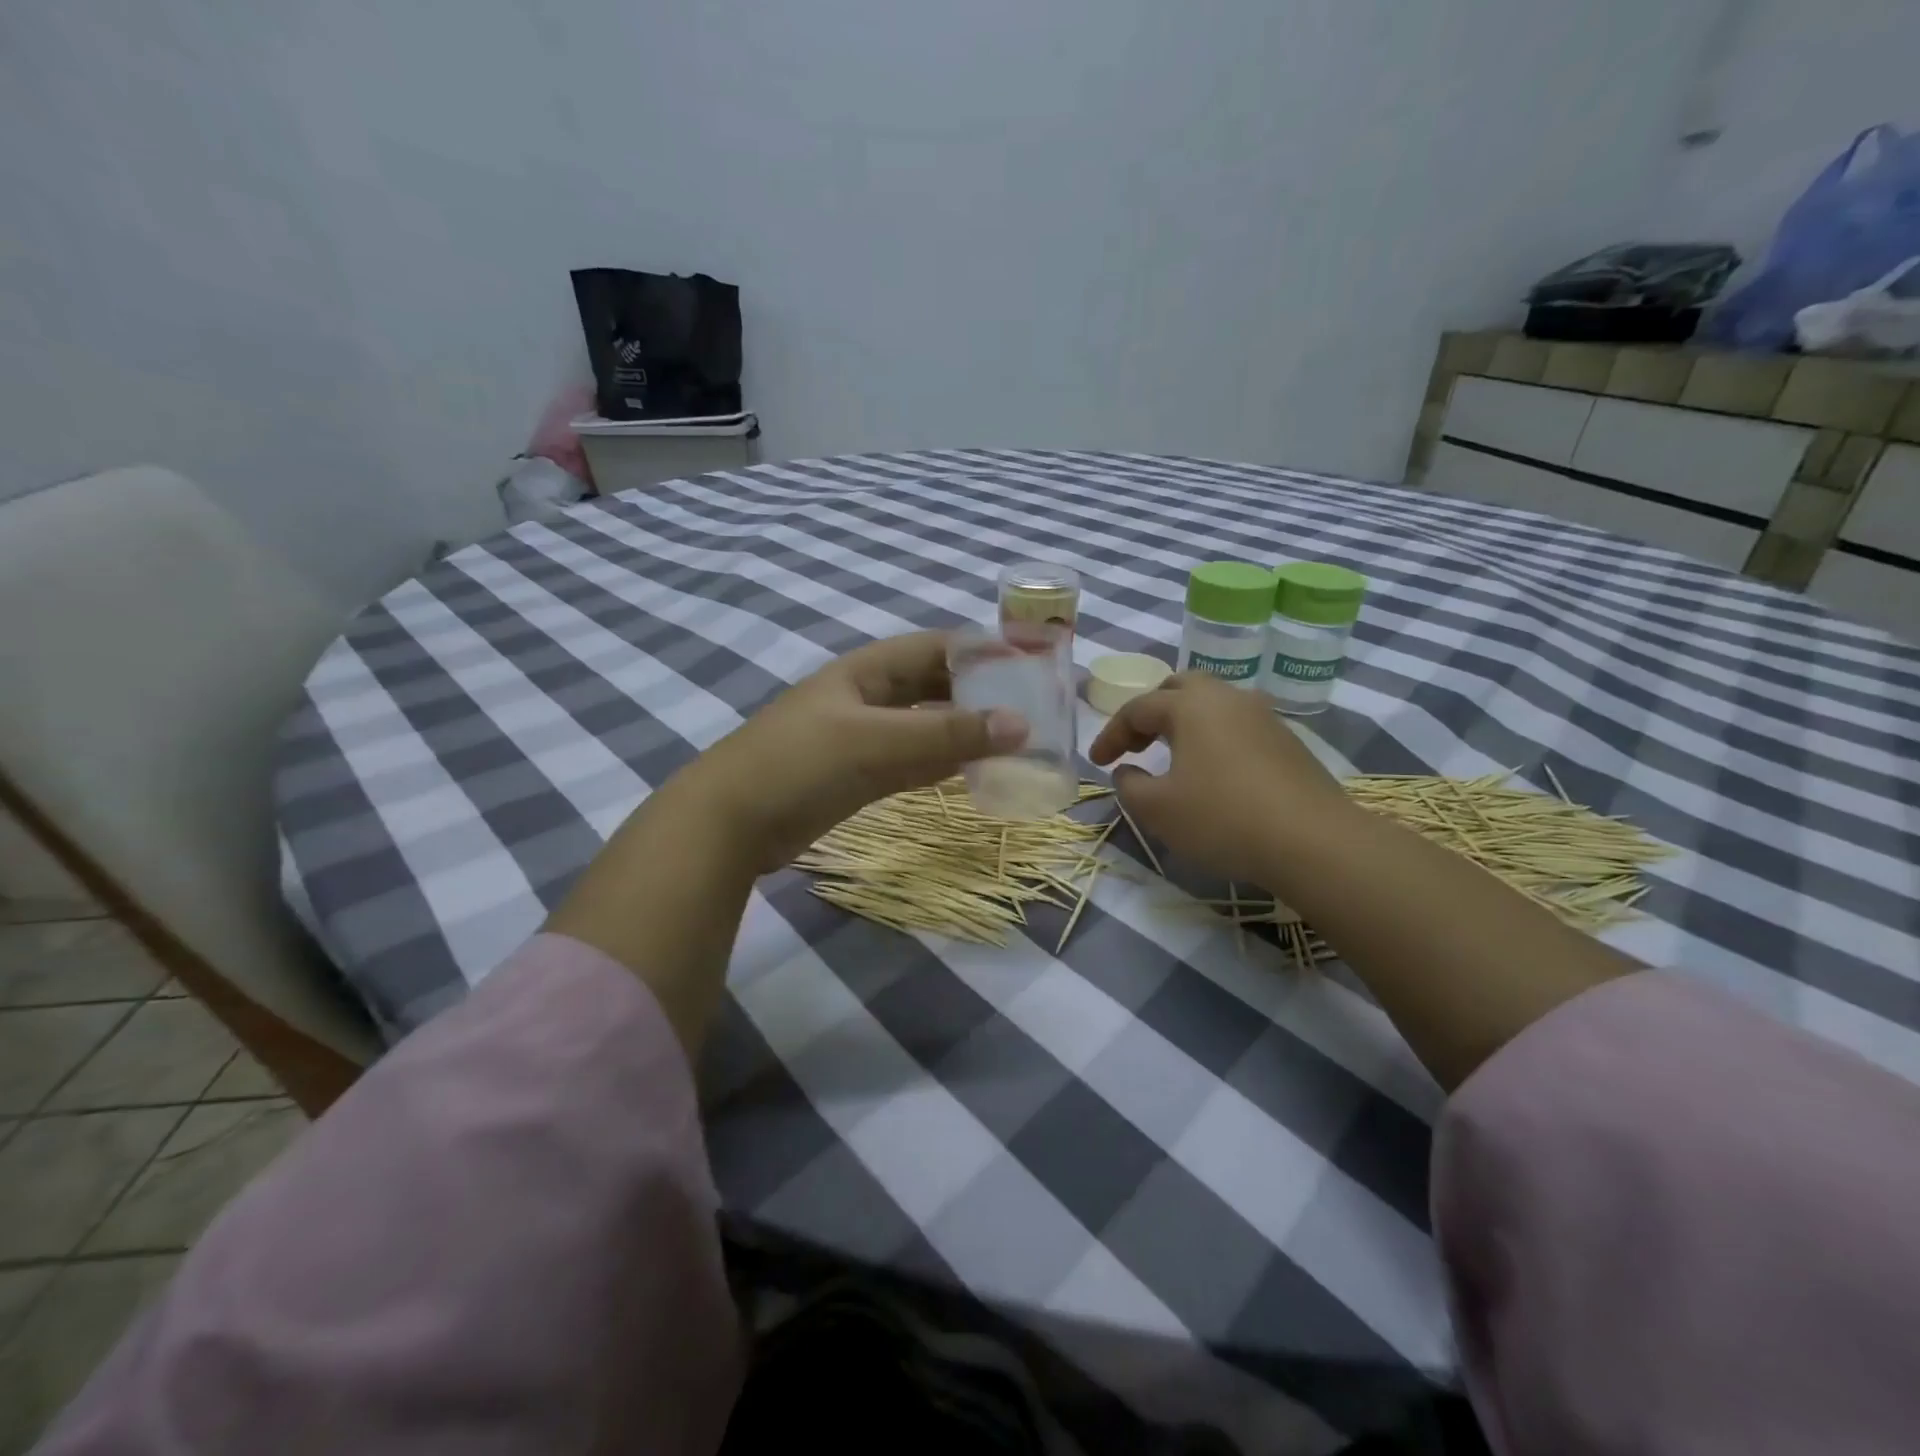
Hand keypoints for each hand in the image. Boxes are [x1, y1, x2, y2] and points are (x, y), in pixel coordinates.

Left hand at [675, 631, 1027, 871]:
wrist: (730, 823)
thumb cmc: (800, 763)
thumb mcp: (876, 741)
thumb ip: (947, 735)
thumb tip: (1022, 725)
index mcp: (867, 671)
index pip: (936, 648)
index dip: (982, 651)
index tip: (1029, 665)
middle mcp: (867, 698)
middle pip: (934, 686)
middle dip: (979, 694)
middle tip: (1031, 709)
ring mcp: (863, 739)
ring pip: (926, 728)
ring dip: (965, 733)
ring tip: (1016, 742)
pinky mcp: (859, 777)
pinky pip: (912, 763)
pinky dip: (942, 765)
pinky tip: (975, 771)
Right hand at [1088, 674, 1352, 885]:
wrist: (1312, 841)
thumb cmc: (1221, 818)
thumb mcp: (1157, 809)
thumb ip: (1130, 785)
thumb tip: (1128, 771)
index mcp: (1190, 706)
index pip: (1137, 708)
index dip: (1111, 734)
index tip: (1097, 763)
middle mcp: (1228, 699)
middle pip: (1180, 688)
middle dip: (1151, 712)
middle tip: (1137, 744)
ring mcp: (1264, 717)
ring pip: (1214, 704)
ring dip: (1185, 723)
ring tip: (1173, 755)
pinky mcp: (1288, 741)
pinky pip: (1238, 726)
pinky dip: (1214, 738)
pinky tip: (1213, 771)